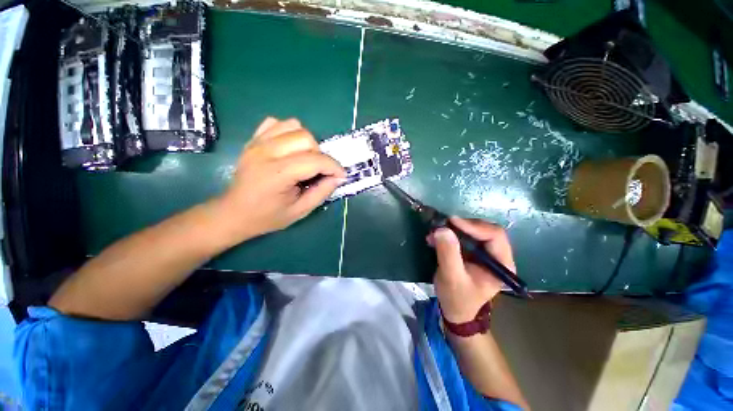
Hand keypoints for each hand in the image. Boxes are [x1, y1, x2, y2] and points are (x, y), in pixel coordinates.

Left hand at [215, 117, 345, 241]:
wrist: (234, 212)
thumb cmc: (268, 216)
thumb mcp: (300, 211)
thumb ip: (322, 192)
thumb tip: (338, 177)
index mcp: (277, 174)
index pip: (315, 160)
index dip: (334, 167)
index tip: (340, 176)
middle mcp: (266, 152)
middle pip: (306, 138)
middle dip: (320, 155)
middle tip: (318, 171)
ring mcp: (257, 143)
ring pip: (294, 125)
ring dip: (306, 142)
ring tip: (305, 159)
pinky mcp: (253, 140)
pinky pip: (277, 123)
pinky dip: (289, 133)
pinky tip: (289, 149)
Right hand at [429, 217, 515, 323]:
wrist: (455, 311)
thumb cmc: (457, 298)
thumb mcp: (451, 277)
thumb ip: (448, 253)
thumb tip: (442, 229)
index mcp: (502, 264)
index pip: (495, 235)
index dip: (474, 226)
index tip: (452, 222)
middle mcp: (497, 255)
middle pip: (485, 230)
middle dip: (462, 226)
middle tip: (442, 225)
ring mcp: (485, 253)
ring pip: (473, 230)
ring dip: (453, 229)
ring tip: (435, 233)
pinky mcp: (473, 252)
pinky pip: (464, 236)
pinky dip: (449, 234)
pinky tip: (436, 238)